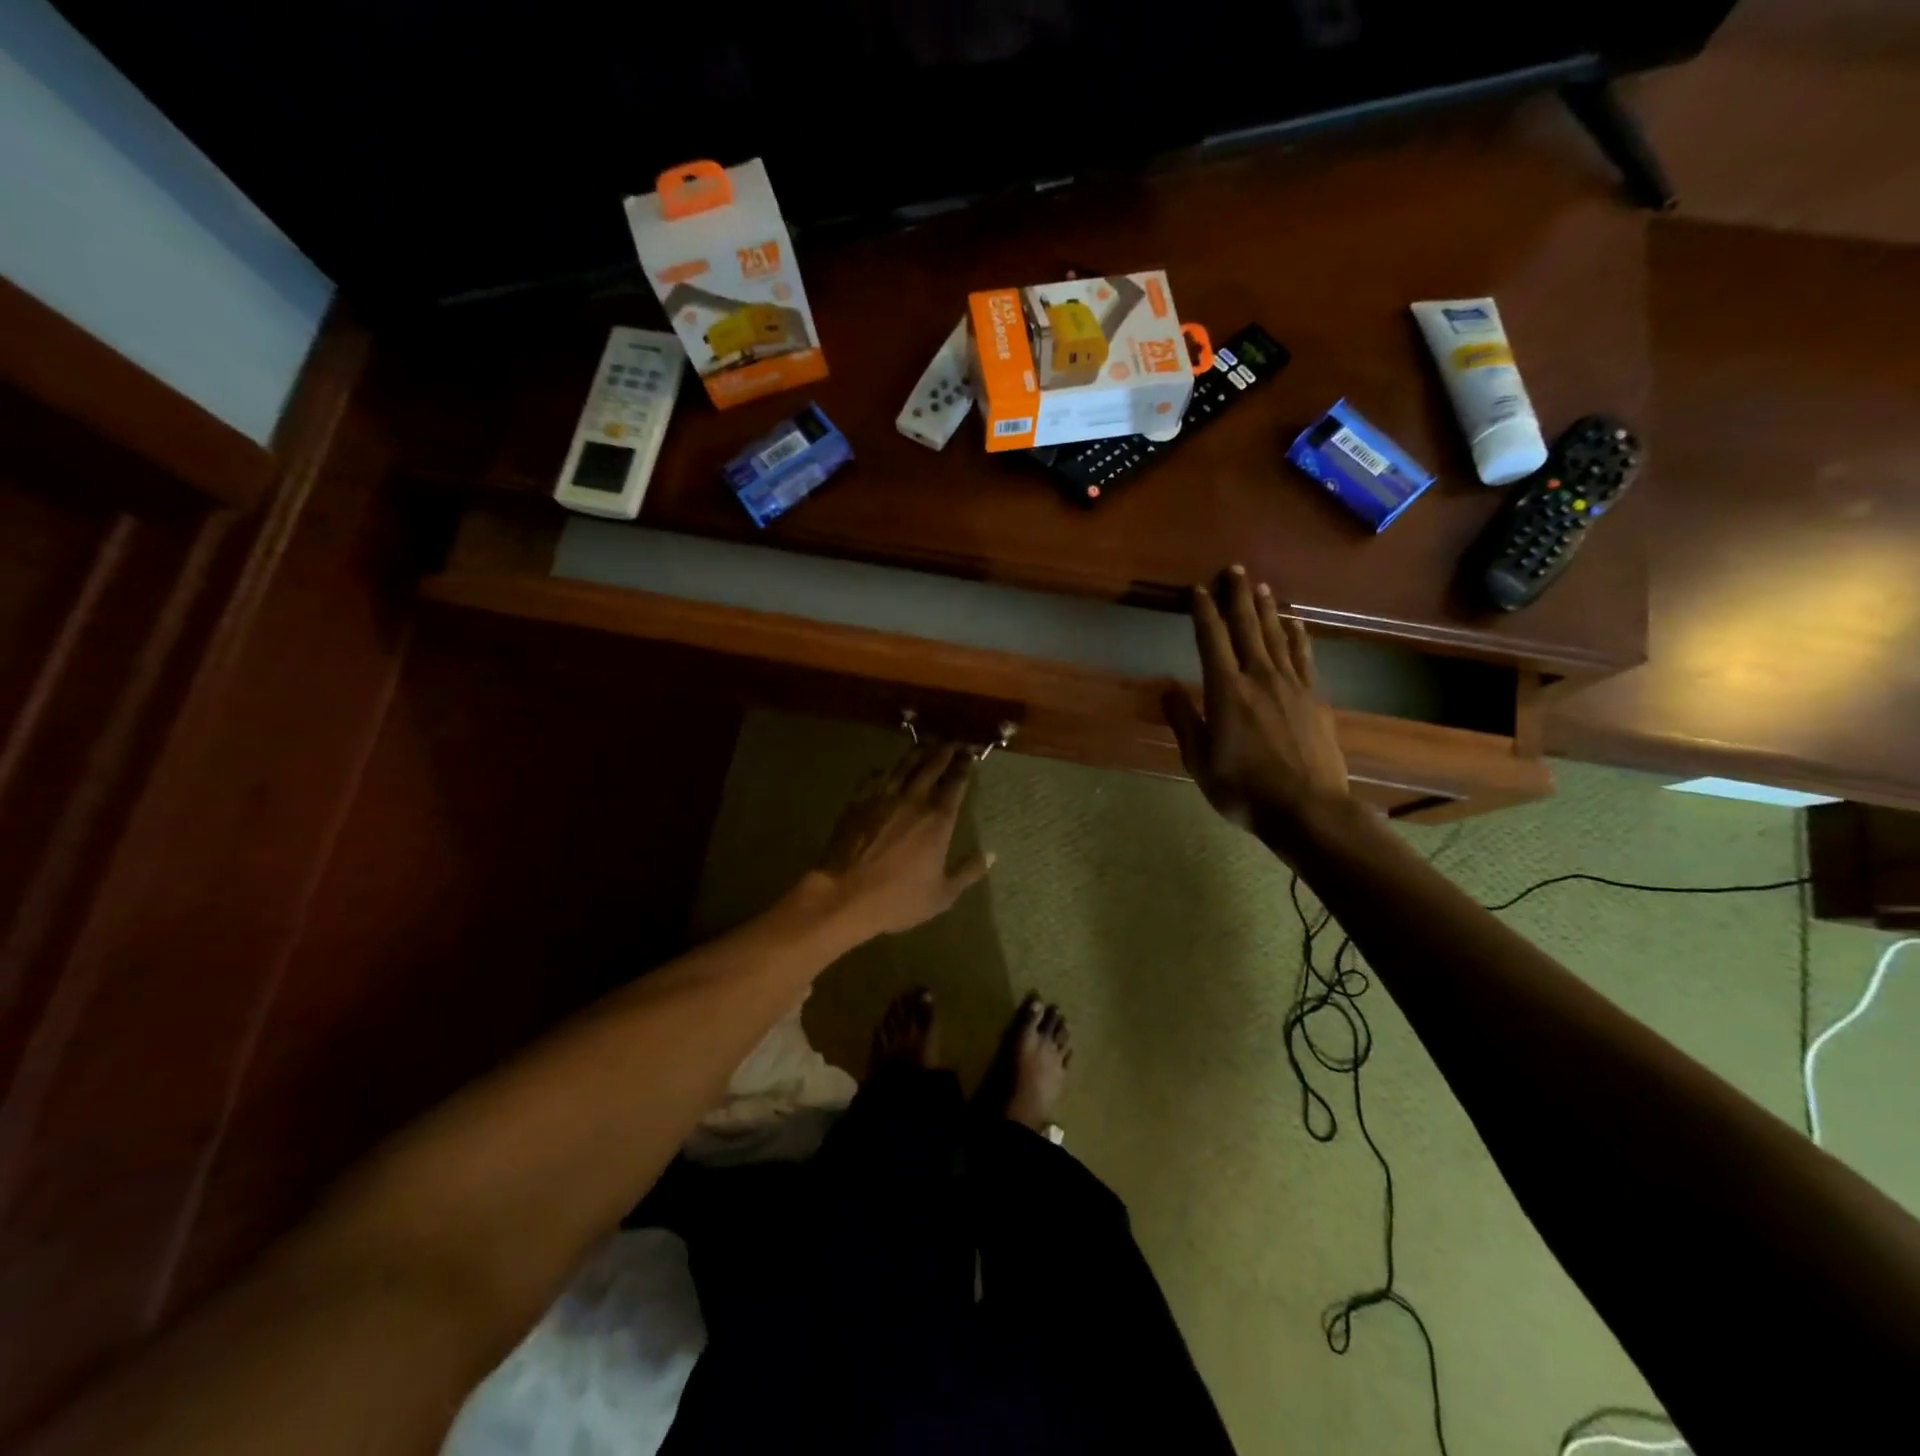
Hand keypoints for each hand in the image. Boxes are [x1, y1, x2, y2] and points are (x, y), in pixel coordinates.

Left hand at [811, 742, 992, 937]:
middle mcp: (913, 800)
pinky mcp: (859, 801)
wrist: (844, 894)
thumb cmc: (897, 899)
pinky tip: (888, 768)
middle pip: (931, 766)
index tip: (970, 753)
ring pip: (904, 765)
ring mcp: (883, 797)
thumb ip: (968, 872)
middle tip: (953, 741)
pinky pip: (876, 777)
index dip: (964, 766)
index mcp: (938, 820)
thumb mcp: (942, 895)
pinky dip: (887, 769)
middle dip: (945, 751)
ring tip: (927, 743)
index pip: (956, 783)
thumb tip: (991, 854)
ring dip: (918, 752)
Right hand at [1162, 566, 1350, 848]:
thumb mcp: (1199, 761)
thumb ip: (1184, 721)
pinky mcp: (1315, 699)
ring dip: (1266, 609)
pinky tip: (1295, 624)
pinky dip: (1298, 637)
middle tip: (1233, 569)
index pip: (1211, 639)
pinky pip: (1304, 658)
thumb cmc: (1243, 789)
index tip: (1196, 589)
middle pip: (1247, 627)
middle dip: (1237, 596)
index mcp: (1226, 691)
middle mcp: (1259, 677)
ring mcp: (1292, 686)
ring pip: (1276, 637)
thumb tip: (1167, 688)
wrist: (1307, 809)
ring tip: (1260, 586)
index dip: (1202, 611)